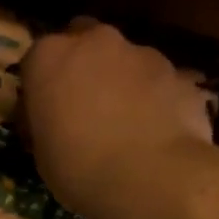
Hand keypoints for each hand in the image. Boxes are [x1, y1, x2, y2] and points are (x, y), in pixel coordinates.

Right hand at [20, 18, 214, 218]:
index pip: (37, 58)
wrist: (149, 177)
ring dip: (124, 81)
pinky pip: (161, 84)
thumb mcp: (42, 151)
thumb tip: (54, 120)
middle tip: (86, 105)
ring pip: (128, 60)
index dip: (42, 84)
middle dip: (86, 65)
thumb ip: (48, 120)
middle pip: (86, 41)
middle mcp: (96, 42)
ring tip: (127, 124)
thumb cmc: (78, 167)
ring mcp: (144, 54)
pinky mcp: (181, 75)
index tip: (46, 110)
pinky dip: (157, 100)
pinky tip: (157, 133)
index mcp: (50, 57)